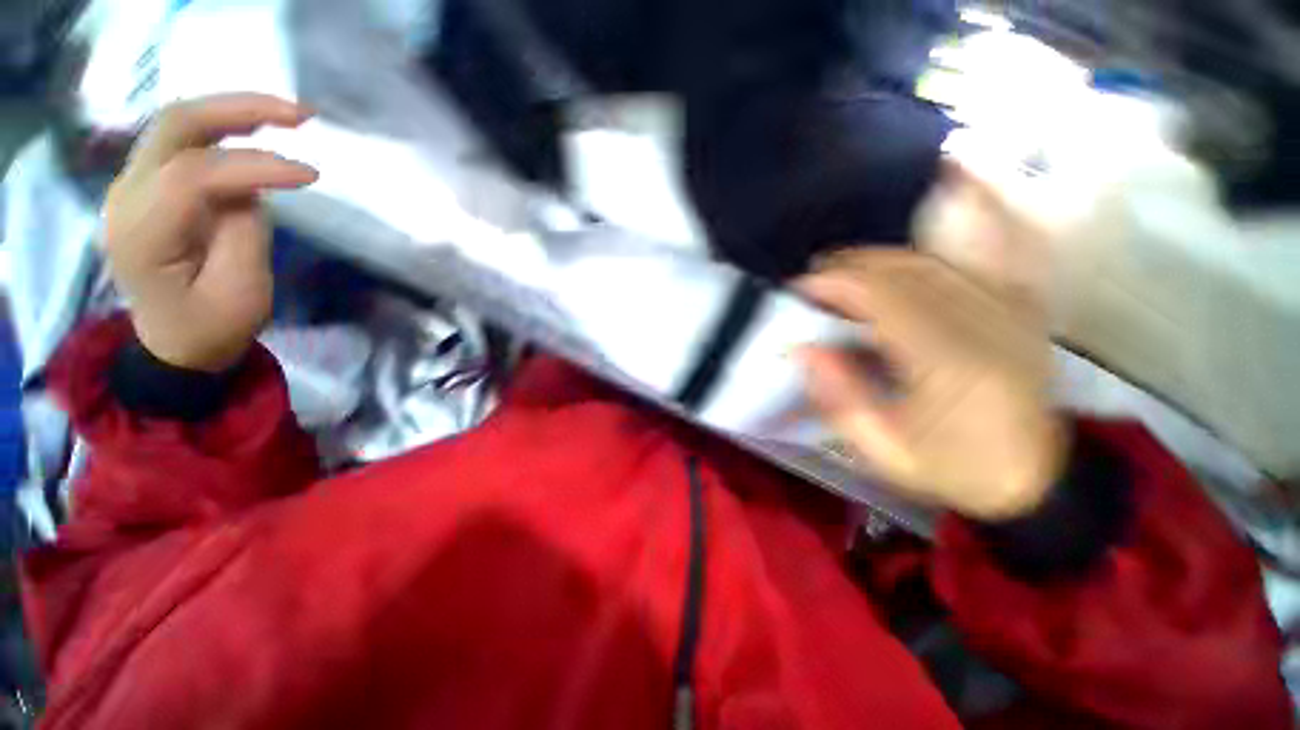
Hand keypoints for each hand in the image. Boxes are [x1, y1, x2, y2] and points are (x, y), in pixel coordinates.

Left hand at [102, 93, 317, 371]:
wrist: (174, 342)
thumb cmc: (211, 328)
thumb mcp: (240, 292)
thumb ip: (243, 232)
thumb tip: (253, 187)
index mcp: (142, 234)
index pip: (194, 174)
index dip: (255, 166)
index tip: (312, 178)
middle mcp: (127, 196)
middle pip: (175, 125)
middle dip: (239, 110)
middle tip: (300, 115)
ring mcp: (134, 185)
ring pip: (179, 123)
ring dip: (234, 112)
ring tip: (288, 116)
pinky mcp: (151, 184)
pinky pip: (185, 141)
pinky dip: (224, 128)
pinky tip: (258, 132)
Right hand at [797, 250, 1065, 520]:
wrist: (1035, 478)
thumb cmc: (952, 468)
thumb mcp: (883, 450)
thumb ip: (840, 398)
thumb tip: (805, 349)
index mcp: (952, 365)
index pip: (886, 299)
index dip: (839, 284)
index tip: (802, 287)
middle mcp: (988, 326)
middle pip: (911, 271)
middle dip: (854, 265)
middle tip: (817, 274)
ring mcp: (1011, 312)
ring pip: (939, 262)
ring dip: (884, 257)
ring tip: (846, 266)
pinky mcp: (1022, 310)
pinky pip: (986, 256)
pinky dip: (952, 239)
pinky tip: (939, 217)